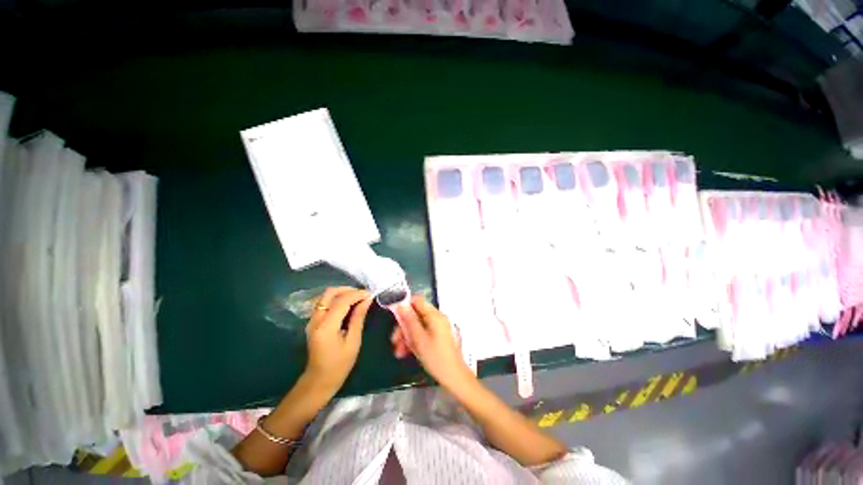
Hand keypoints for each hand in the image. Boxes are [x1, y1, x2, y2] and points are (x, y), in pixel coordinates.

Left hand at [304, 287, 372, 396]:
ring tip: (358, 298)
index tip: (370, 294)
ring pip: (326, 296)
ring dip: (342, 293)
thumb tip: (367, 299)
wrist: (319, 380)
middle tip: (363, 294)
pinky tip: (348, 305)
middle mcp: (316, 319)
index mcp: (326, 326)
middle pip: (330, 293)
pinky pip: (325, 303)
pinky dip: (337, 299)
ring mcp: (312, 320)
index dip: (357, 294)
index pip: (341, 301)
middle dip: (348, 289)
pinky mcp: (313, 322)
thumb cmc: (339, 364)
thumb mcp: (353, 341)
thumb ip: (358, 317)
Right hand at [393, 296, 474, 390]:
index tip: (395, 317)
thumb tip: (400, 304)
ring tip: (399, 352)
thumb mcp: (419, 339)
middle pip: (416, 315)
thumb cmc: (436, 357)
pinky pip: (423, 333)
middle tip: (394, 341)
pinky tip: (408, 353)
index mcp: (434, 315)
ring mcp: (438, 328)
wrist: (454, 377)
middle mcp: (437, 318)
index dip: (405, 306)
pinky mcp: (438, 337)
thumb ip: (409, 320)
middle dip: (404, 327)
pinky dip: (414, 341)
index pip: (417, 301)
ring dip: (407, 336)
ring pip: (418, 326)